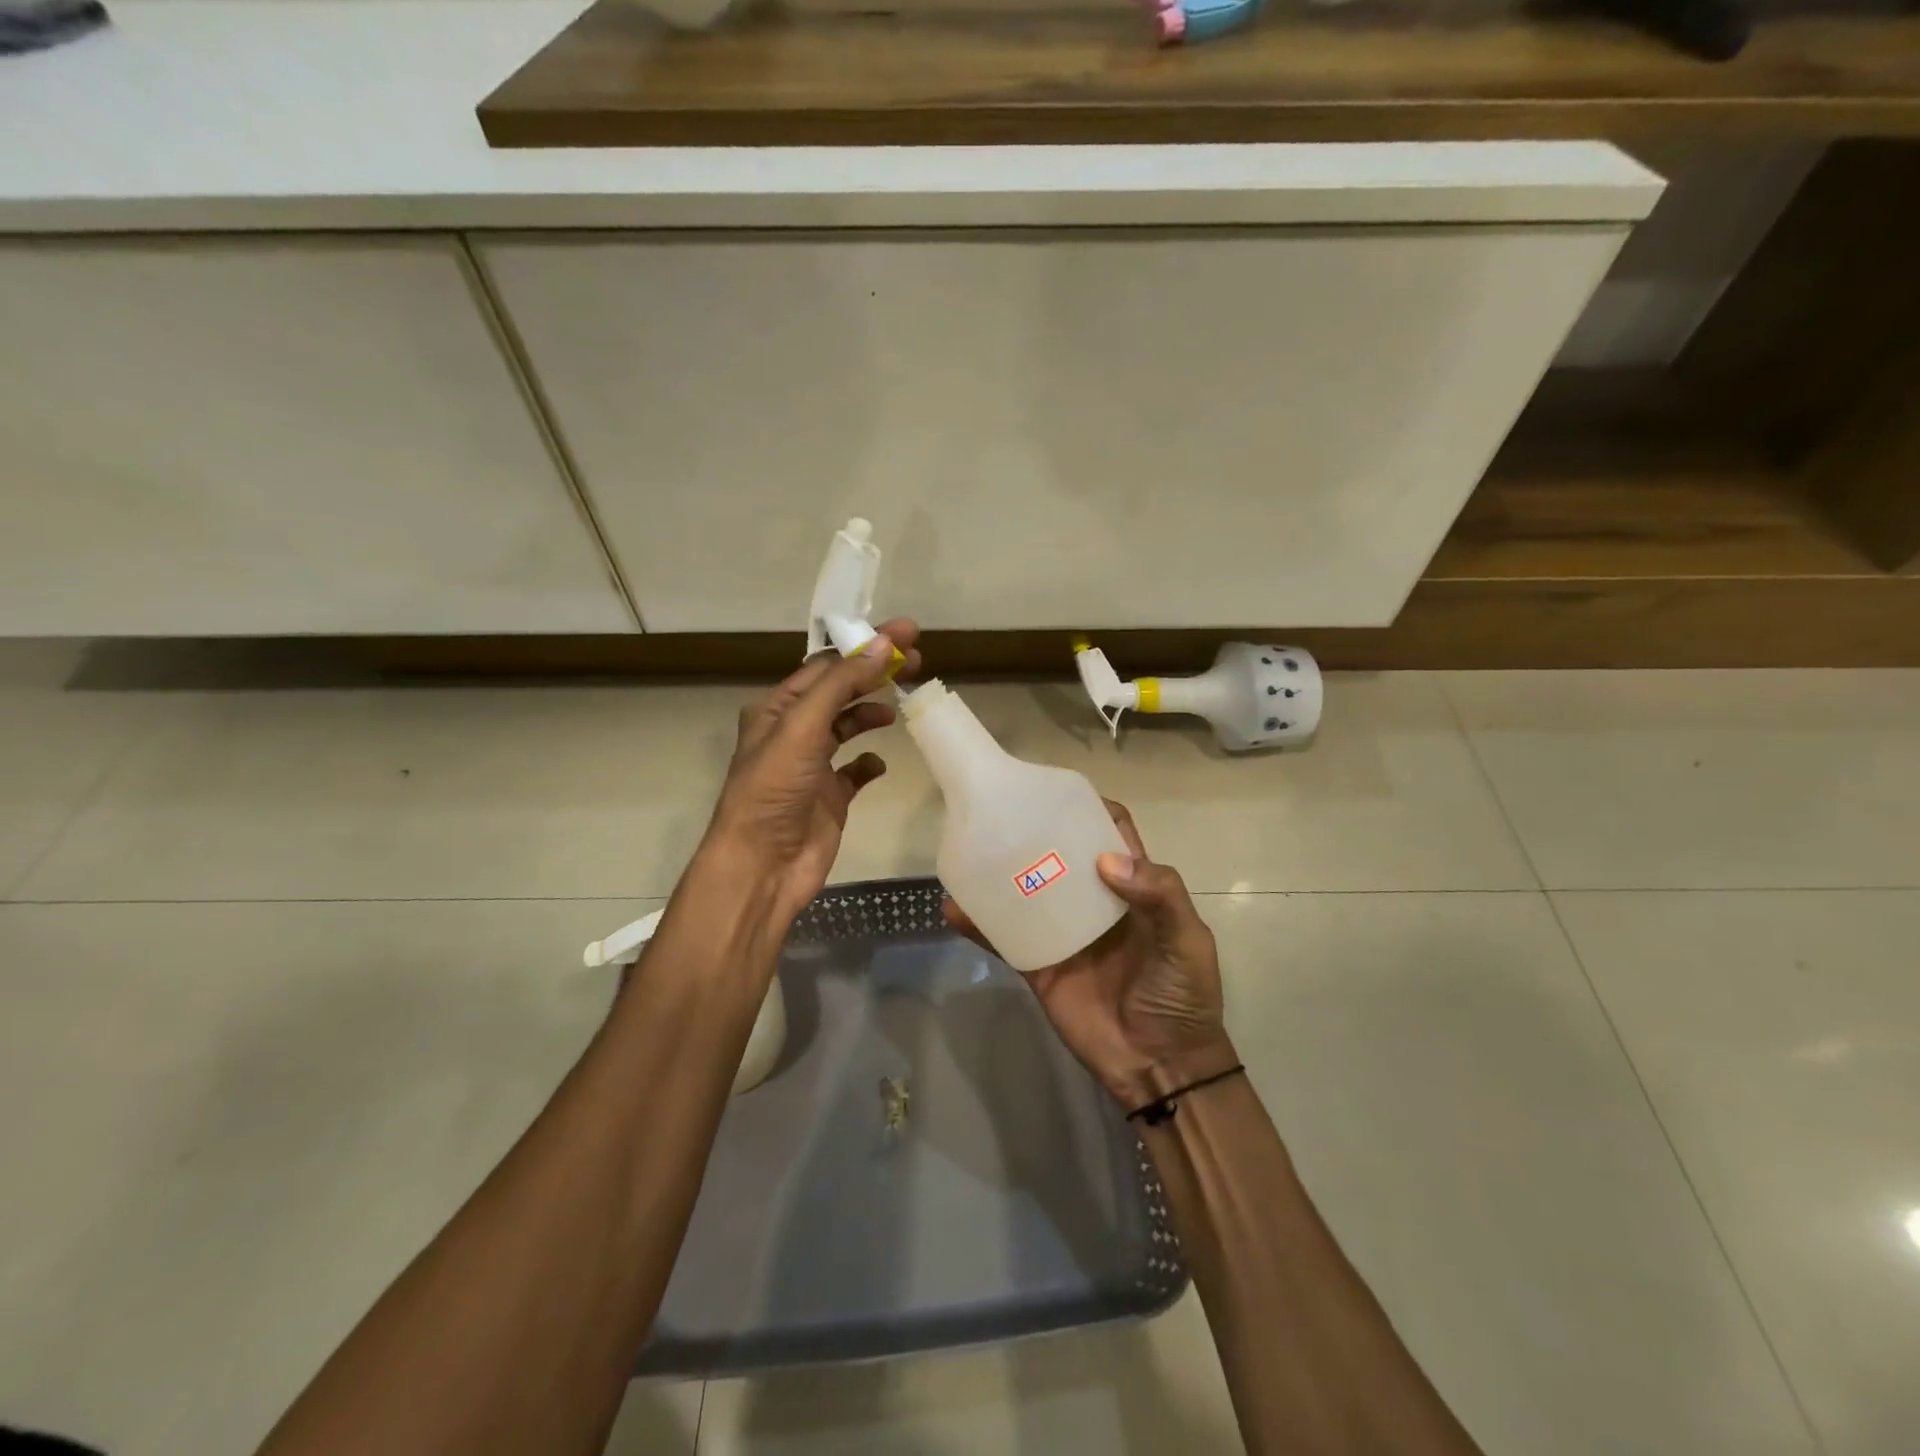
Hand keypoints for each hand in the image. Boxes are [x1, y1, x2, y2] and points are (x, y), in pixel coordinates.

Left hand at [699, 619, 921, 923]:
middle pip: (841, 691)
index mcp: (777, 709)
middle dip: (876, 672)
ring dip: (872, 712)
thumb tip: (884, 645)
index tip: (905, 634)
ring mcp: (813, 766)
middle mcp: (794, 732)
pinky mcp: (831, 797)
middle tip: (917, 659)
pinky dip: (870, 762)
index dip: (864, 646)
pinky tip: (880, 762)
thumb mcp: (803, 727)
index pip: (826, 666)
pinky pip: (856, 770)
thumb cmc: (775, 790)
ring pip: (848, 726)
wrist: (763, 866)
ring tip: (900, 704)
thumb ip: (842, 685)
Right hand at [943, 800, 1236, 1110]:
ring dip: (1000, 872)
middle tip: (1002, 809)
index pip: (1110, 835)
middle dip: (1037, 831)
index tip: (1057, 791)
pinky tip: (953, 906)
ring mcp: (1062, 933)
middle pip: (1062, 855)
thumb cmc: (1182, 996)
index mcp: (1132, 889)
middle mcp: (1093, 902)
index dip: (1090, 809)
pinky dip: (979, 924)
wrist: (1160, 1067)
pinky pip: (1005, 939)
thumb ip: (1160, 894)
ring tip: (971, 845)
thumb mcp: (1188, 940)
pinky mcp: (1039, 965)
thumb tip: (1105, 860)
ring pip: (1027, 891)